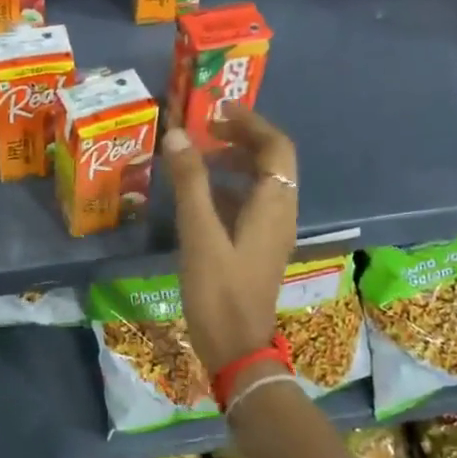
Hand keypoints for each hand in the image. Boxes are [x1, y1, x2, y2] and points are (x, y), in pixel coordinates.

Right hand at [164, 105, 299, 391]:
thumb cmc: (219, 291)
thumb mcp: (200, 233)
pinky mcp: (257, 249)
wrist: (236, 349)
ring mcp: (270, 233)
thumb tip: (177, 134)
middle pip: (272, 162)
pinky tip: (199, 194)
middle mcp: (280, 213)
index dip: (251, 122)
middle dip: (242, 138)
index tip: (218, 108)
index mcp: (273, 205)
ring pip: (261, 183)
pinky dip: (229, 188)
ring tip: (198, 154)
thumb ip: (190, 182)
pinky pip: (250, 204)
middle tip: (205, 128)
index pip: (276, 147)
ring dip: (235, 162)